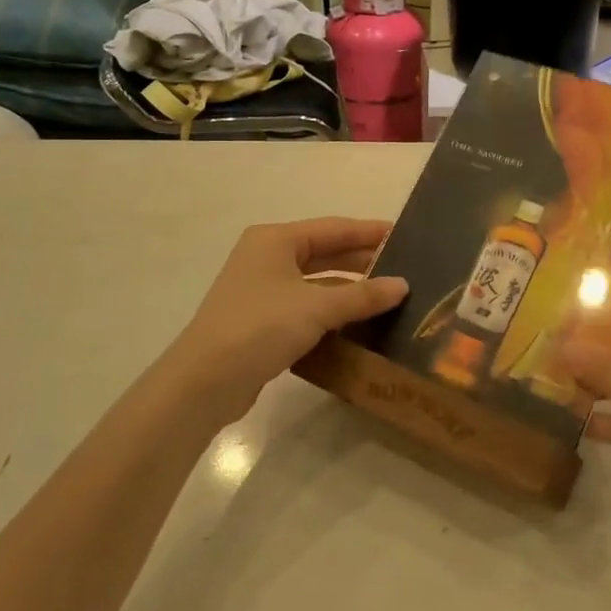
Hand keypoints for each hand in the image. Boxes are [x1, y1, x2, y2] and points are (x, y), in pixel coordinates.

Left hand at [153, 218, 407, 432]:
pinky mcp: (262, 321)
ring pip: (316, 282)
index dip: (370, 232)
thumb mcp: (317, 307)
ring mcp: (262, 290)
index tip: (405, 235)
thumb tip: (403, 285)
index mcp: (276, 240)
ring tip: (389, 296)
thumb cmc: (260, 327)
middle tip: (404, 268)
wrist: (204, 382)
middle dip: (363, 260)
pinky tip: (359, 323)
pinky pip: (306, 307)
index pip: (334, 228)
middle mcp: (267, 258)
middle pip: (325, 253)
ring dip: (349, 289)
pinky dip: (332, 312)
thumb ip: (363, 295)